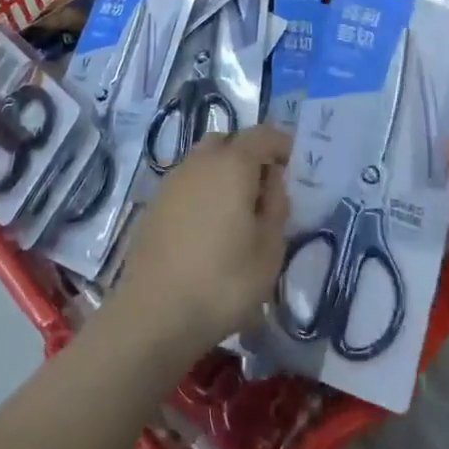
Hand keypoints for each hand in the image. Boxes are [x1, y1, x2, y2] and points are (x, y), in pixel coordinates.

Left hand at [115, 125, 290, 359]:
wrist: (153, 314)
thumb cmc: (223, 282)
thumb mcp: (269, 251)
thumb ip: (276, 207)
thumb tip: (271, 182)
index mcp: (231, 165)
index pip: (261, 135)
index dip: (281, 144)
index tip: (295, 164)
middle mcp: (199, 163)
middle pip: (228, 142)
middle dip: (249, 156)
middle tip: (265, 189)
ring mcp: (172, 182)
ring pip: (204, 162)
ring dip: (223, 174)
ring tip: (238, 213)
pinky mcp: (154, 205)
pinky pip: (187, 184)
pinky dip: (203, 193)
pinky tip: (209, 229)